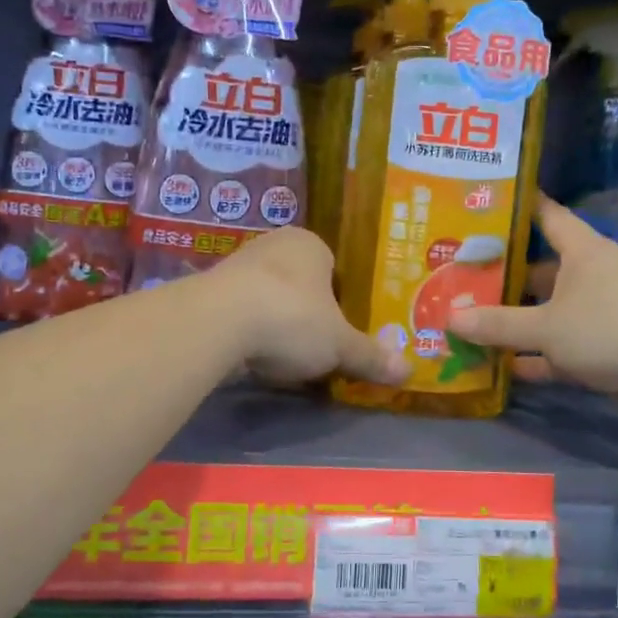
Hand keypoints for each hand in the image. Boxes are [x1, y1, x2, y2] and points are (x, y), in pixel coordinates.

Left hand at [209, 228, 405, 385]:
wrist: (216, 323)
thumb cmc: (291, 318)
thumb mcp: (339, 345)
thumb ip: (370, 356)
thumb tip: (408, 372)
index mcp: (310, 244)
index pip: (333, 268)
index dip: (340, 299)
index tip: (341, 328)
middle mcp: (273, 245)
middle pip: (299, 282)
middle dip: (307, 311)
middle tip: (316, 345)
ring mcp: (236, 265)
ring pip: (267, 296)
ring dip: (275, 321)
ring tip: (283, 355)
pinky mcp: (209, 292)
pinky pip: (240, 312)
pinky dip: (248, 331)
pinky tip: (252, 356)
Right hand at [447, 197, 617, 419]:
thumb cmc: (610, 328)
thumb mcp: (546, 326)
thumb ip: (498, 324)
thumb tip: (450, 319)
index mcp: (582, 251)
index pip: (546, 215)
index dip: (518, 207)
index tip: (484, 202)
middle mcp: (591, 275)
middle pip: (540, 268)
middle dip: (503, 275)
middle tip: (458, 275)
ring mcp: (601, 312)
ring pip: (549, 311)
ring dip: (517, 320)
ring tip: (470, 320)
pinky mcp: (606, 347)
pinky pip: (561, 347)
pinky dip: (536, 357)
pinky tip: (503, 367)